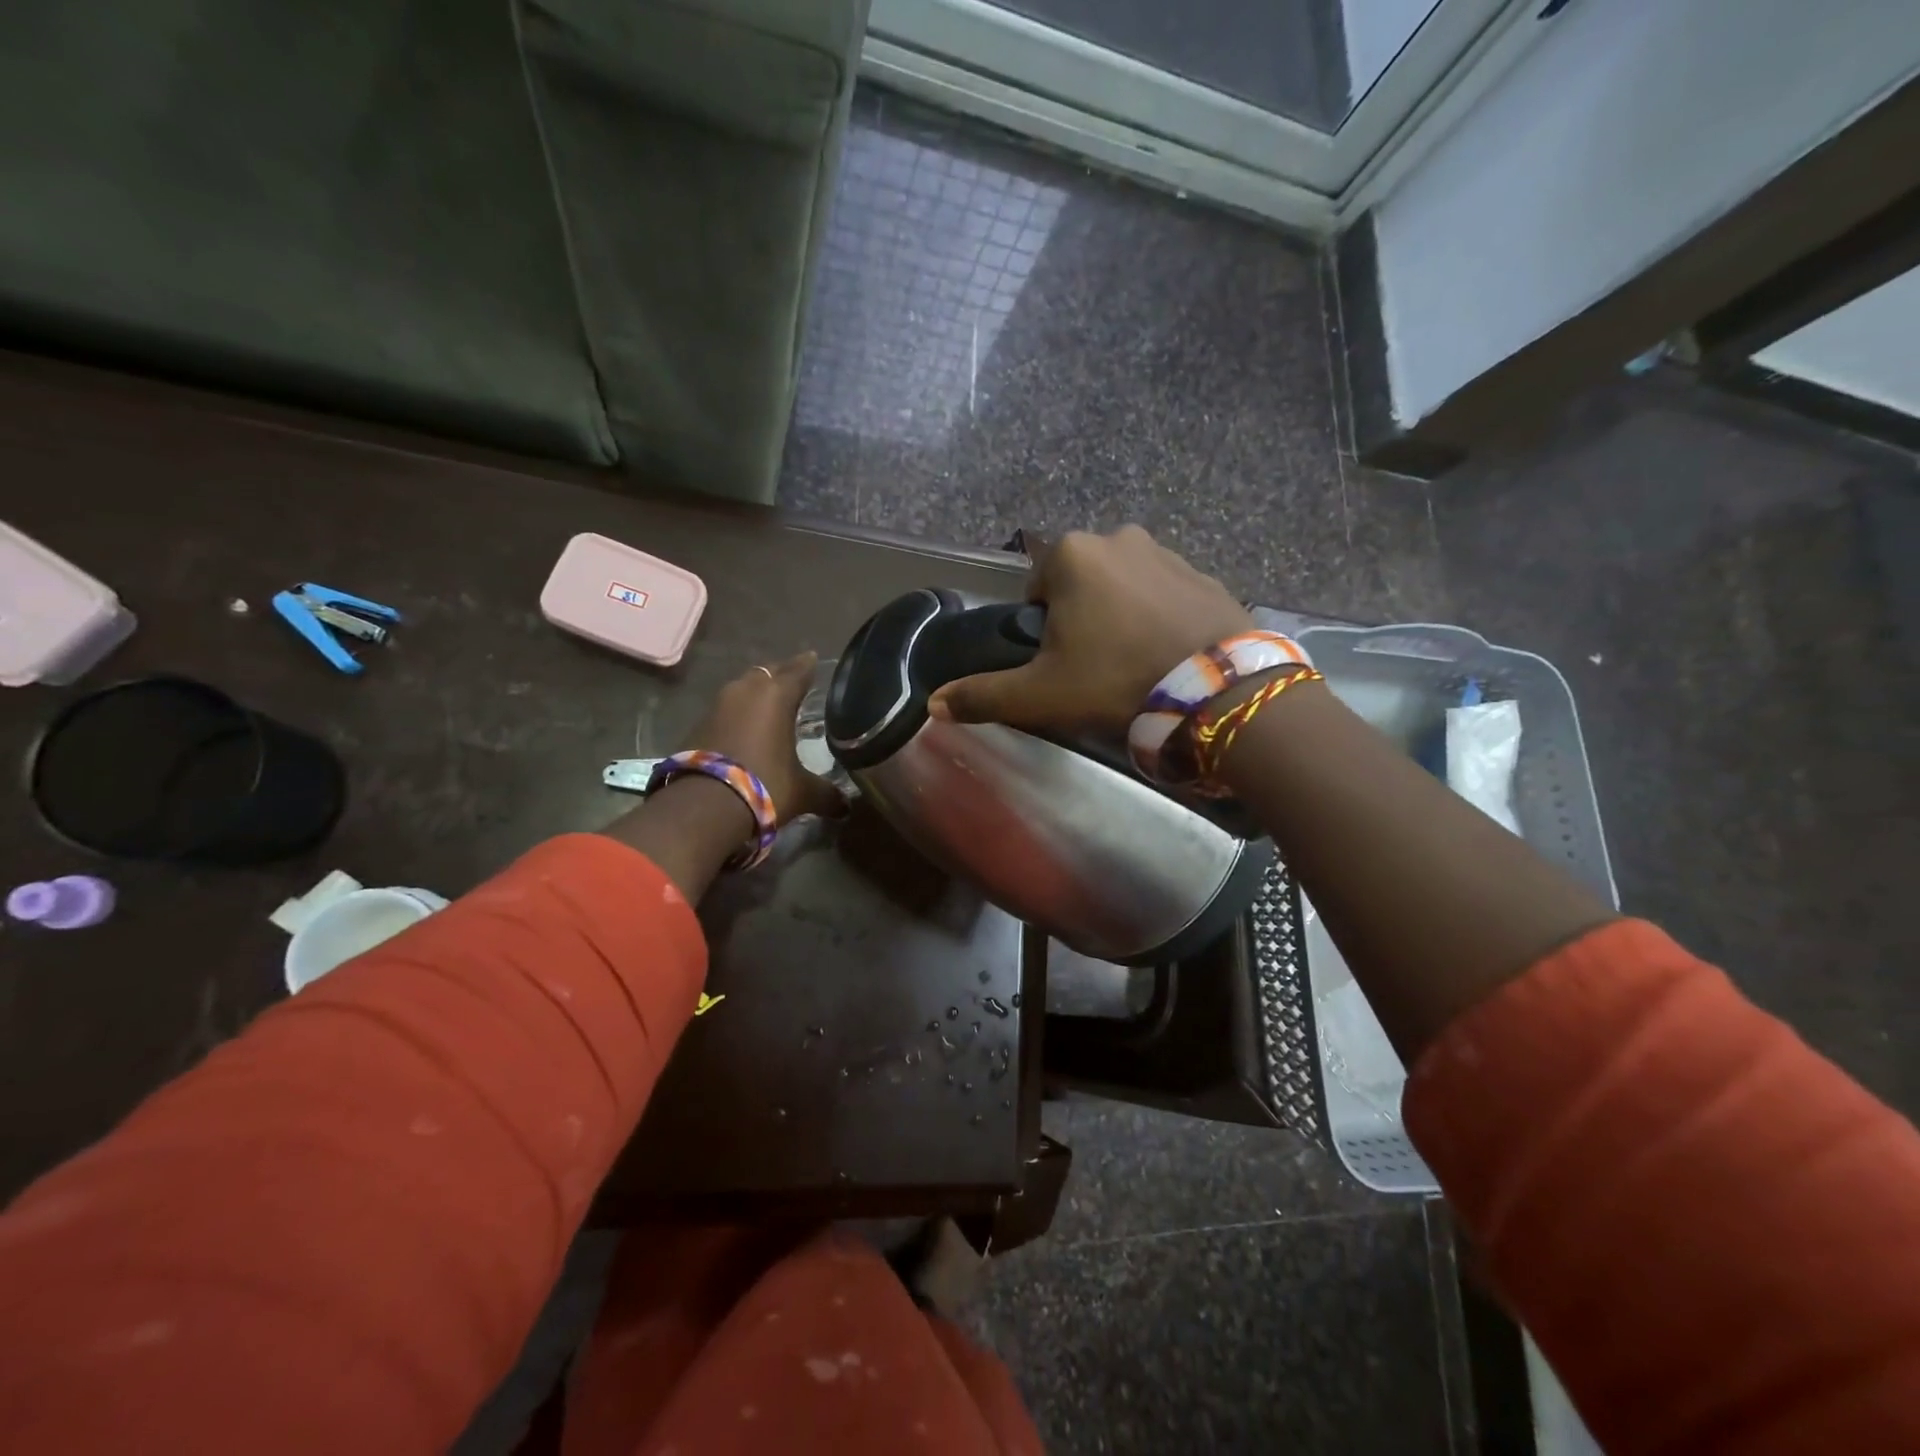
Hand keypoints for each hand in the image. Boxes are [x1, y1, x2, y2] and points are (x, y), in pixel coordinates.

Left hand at [678, 652, 845, 825]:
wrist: (703, 807)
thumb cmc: (764, 786)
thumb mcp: (802, 792)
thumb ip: (826, 793)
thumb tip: (846, 806)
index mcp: (777, 696)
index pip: (798, 670)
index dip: (808, 665)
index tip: (814, 658)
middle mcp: (746, 691)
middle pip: (767, 673)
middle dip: (781, 675)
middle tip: (794, 681)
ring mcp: (718, 705)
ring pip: (742, 689)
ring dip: (755, 694)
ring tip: (769, 704)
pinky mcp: (698, 724)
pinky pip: (725, 710)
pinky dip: (737, 715)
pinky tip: (744, 728)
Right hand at [929, 527, 1254, 732]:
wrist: (1216, 688)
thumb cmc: (1115, 680)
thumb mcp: (1041, 694)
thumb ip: (984, 695)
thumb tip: (933, 705)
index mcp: (1070, 554)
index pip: (1035, 590)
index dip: (1041, 630)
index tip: (1061, 663)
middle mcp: (1117, 537)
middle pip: (1078, 584)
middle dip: (1080, 618)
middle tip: (1095, 667)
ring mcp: (1166, 550)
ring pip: (1122, 586)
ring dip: (1119, 615)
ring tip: (1133, 663)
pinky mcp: (1203, 572)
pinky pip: (1163, 592)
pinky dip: (1158, 616)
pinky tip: (1166, 653)